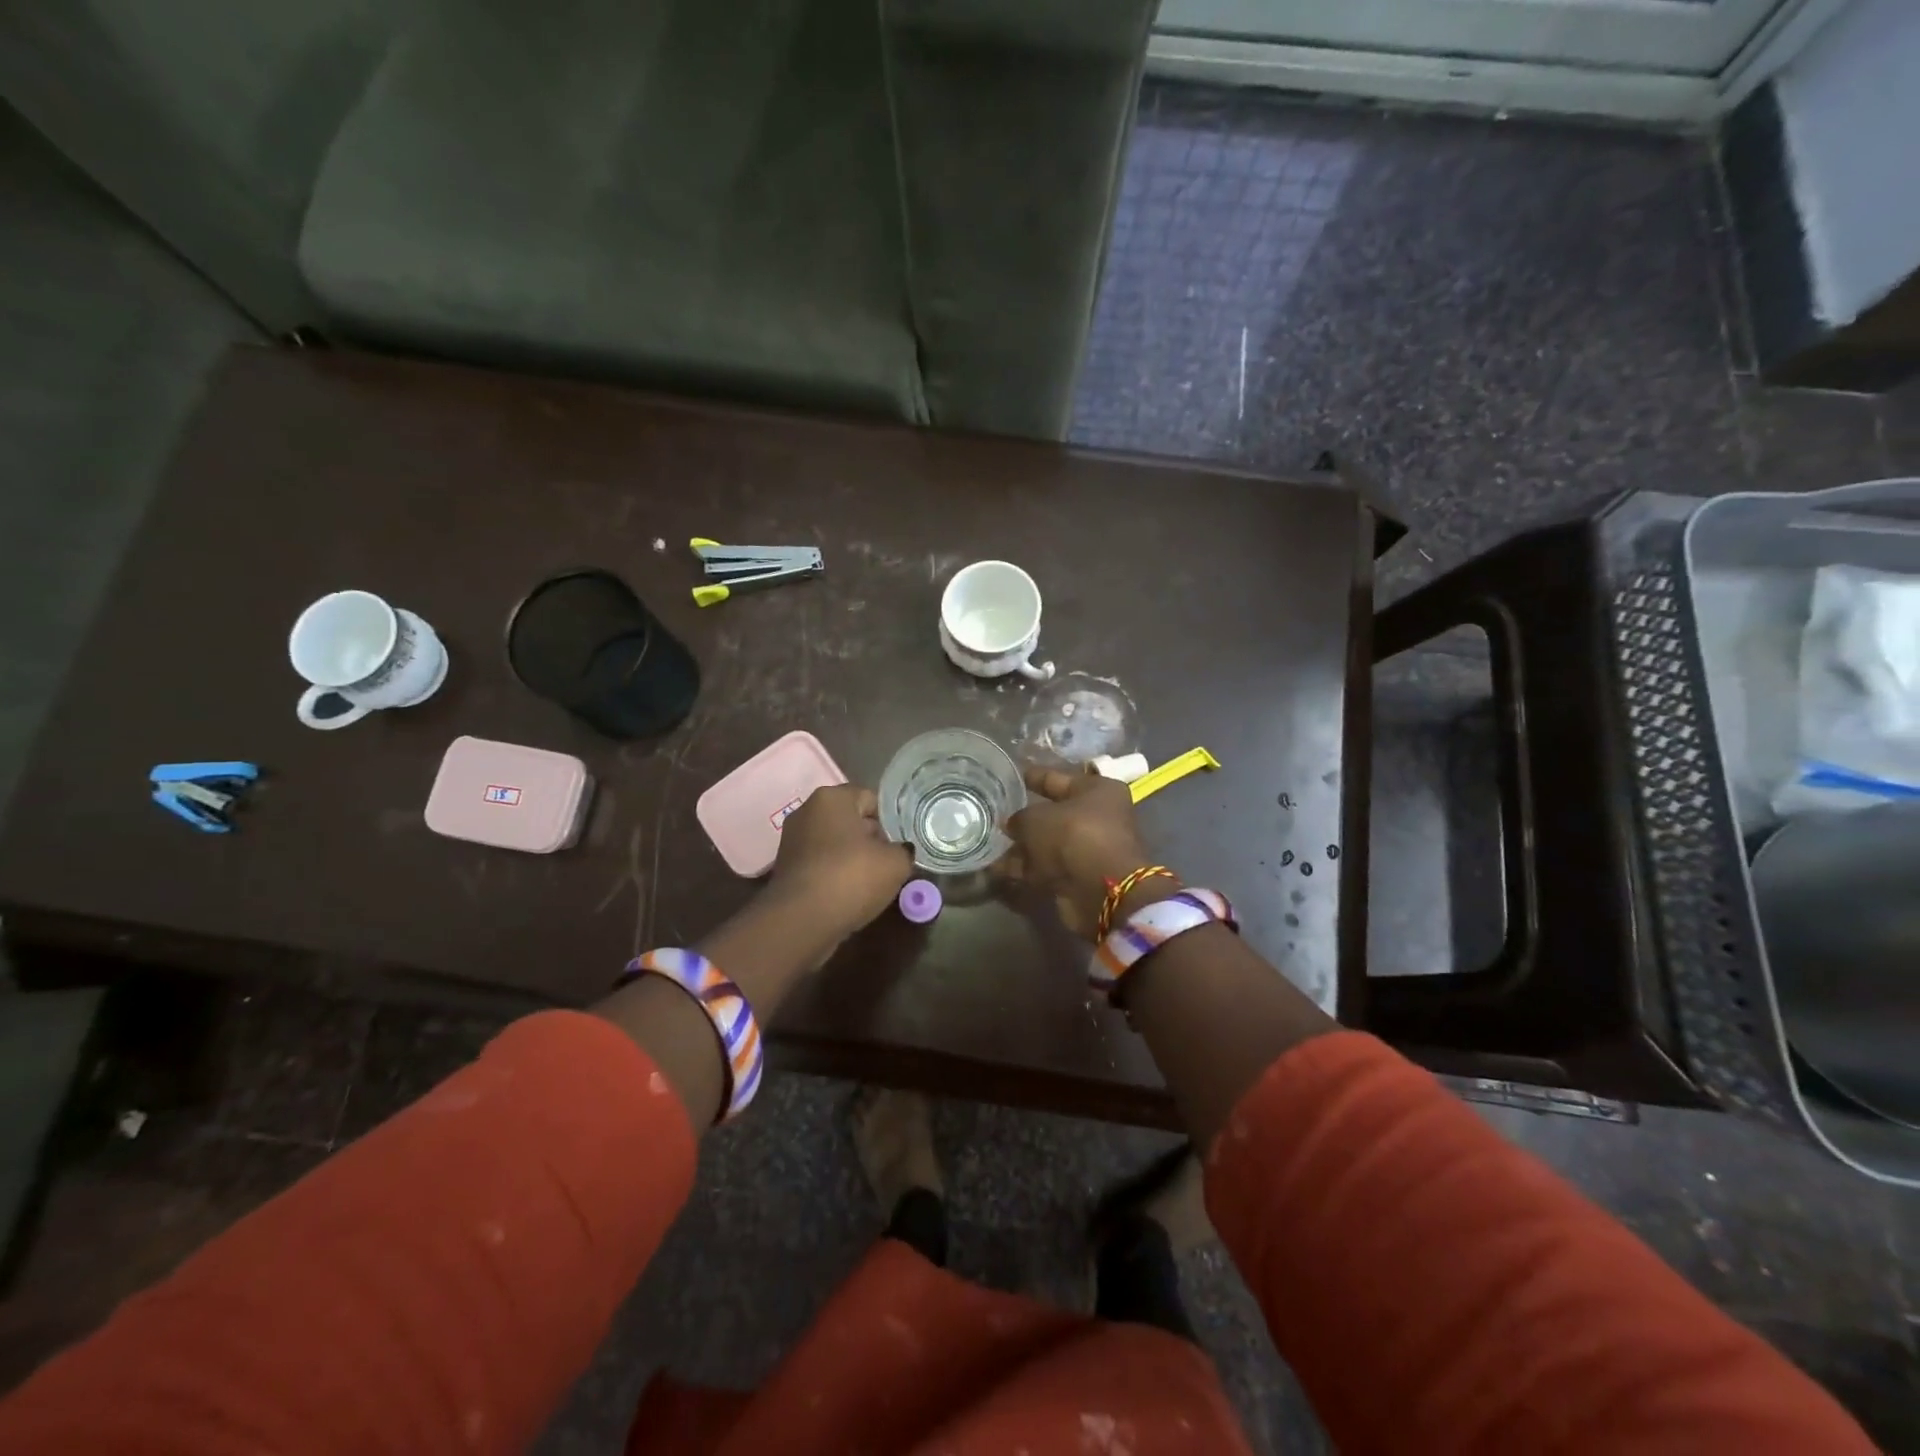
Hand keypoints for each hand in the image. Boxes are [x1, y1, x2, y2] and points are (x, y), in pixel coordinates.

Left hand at [770, 784, 913, 937]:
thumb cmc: (851, 877)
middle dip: (871, 839)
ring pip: (834, 843)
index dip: (890, 821)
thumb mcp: (896, 863)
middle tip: (890, 862)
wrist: (801, 920)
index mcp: (832, 797)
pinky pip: (820, 863)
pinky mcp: (785, 867)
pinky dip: (834, 874)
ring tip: (871, 882)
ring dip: (852, 858)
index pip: (871, 799)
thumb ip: (903, 851)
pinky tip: (848, 893)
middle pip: (850, 820)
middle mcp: (807, 811)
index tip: (901, 844)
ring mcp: (792, 839)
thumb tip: (900, 851)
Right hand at [1004, 766, 1157, 937]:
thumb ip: (1019, 818)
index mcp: (1097, 791)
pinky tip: (996, 869)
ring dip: (1021, 846)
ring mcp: (1088, 850)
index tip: (1013, 775)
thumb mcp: (1036, 818)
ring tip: (990, 843)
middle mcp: (1097, 817)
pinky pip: (1045, 867)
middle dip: (1025, 817)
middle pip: (1054, 814)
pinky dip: (1024, 868)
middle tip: (996, 813)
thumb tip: (1011, 825)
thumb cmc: (1073, 836)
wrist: (1101, 891)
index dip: (1034, 777)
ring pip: (1047, 843)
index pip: (1058, 778)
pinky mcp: (1078, 877)